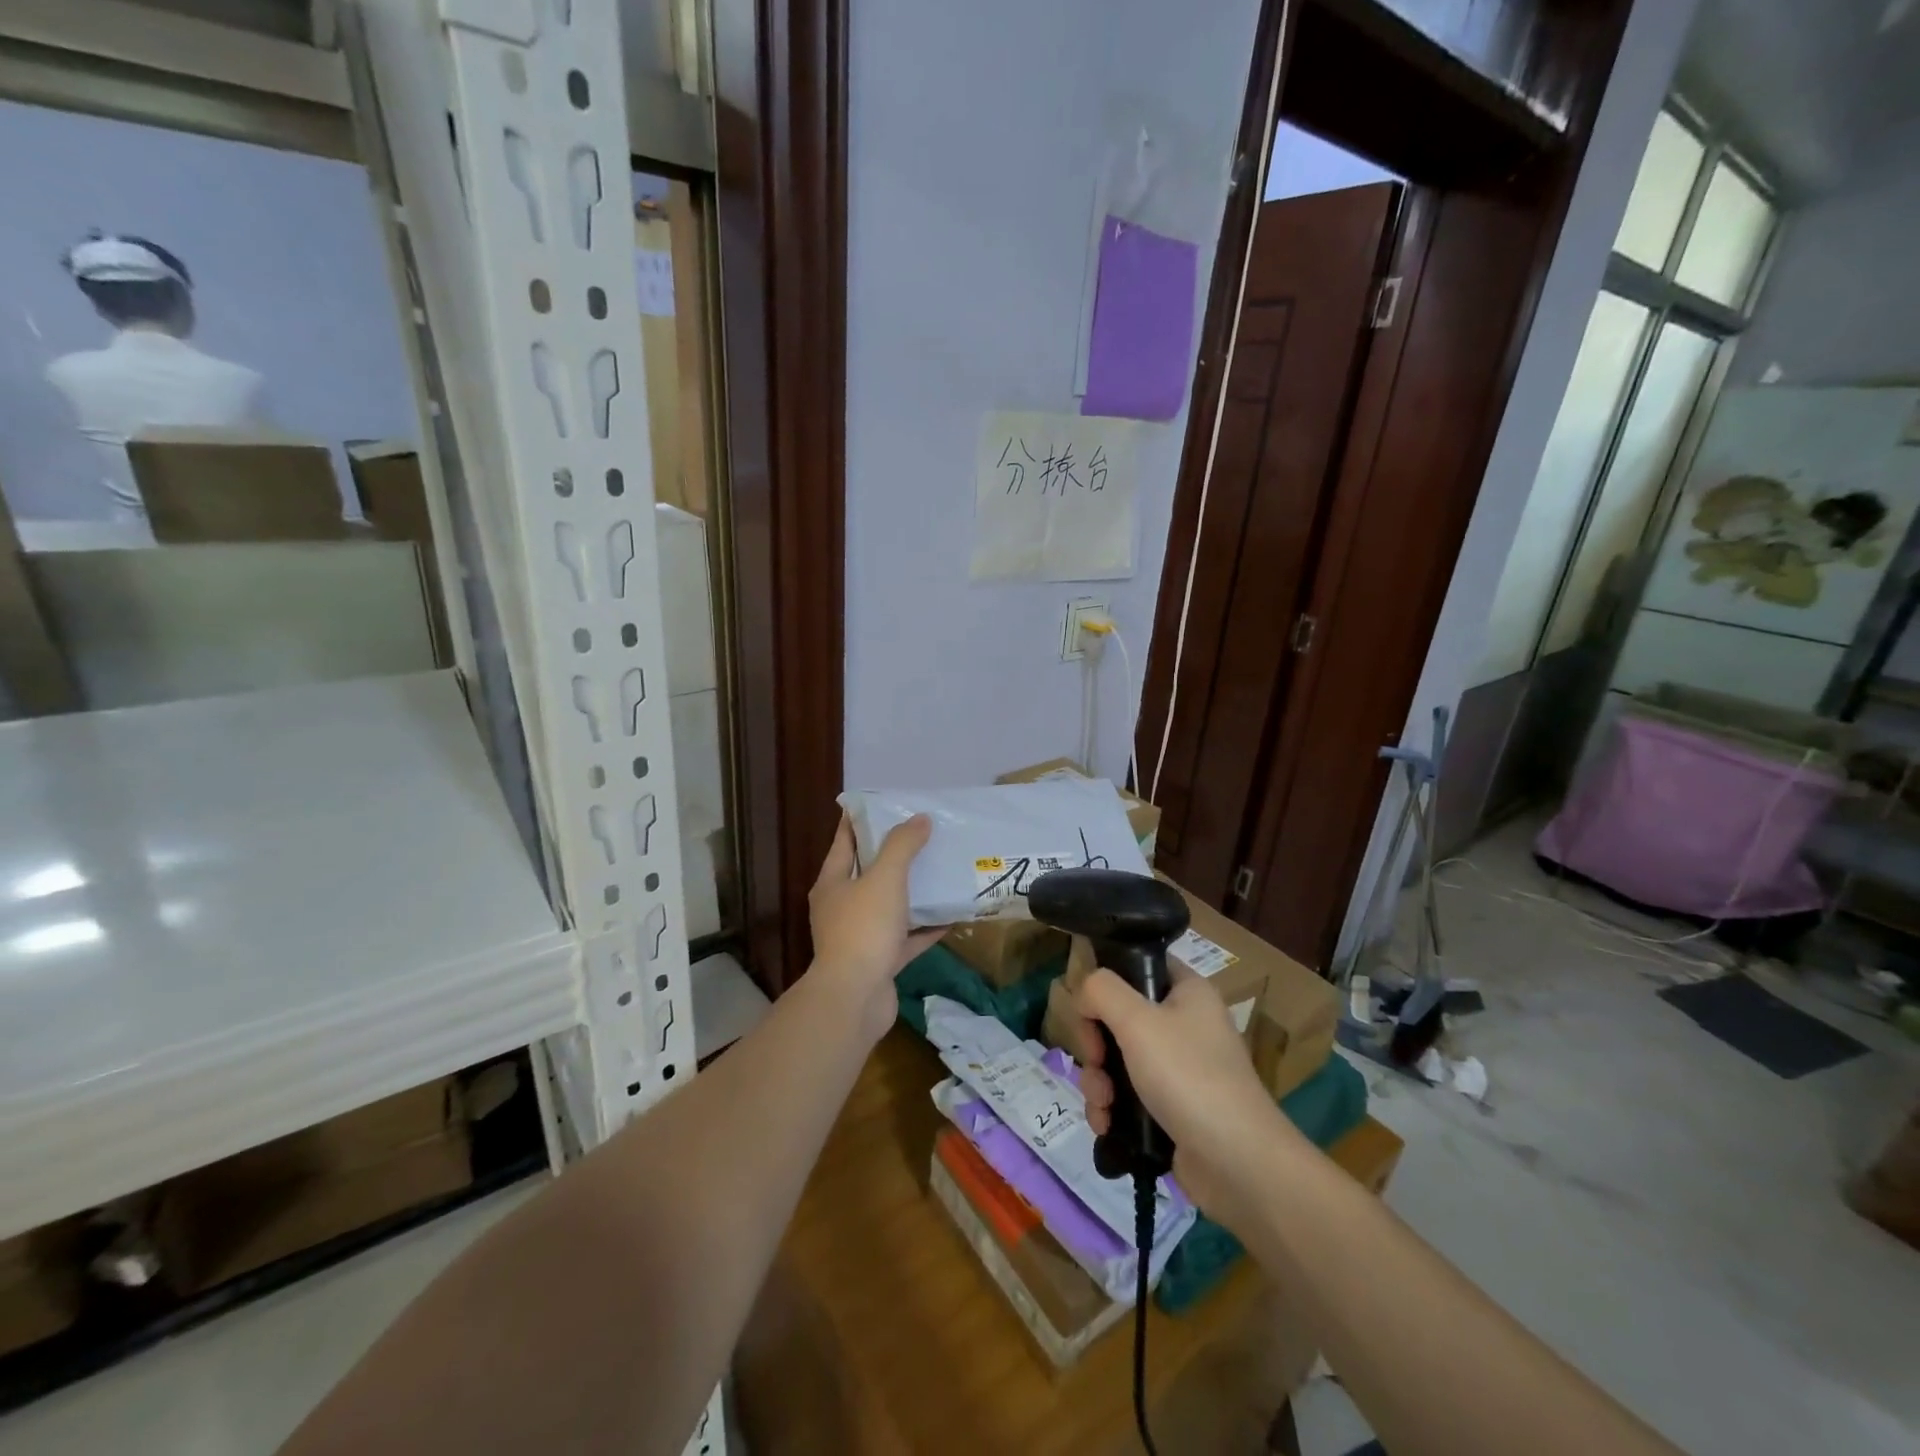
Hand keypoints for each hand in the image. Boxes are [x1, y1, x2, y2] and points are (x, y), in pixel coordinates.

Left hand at [808, 813, 943, 1042]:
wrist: (855, 999)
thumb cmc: (863, 929)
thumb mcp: (884, 878)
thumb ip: (902, 846)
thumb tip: (919, 819)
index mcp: (833, 883)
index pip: (844, 841)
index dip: (861, 821)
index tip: (884, 804)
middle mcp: (841, 908)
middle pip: (868, 873)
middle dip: (893, 855)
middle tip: (922, 835)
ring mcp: (860, 937)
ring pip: (889, 907)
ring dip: (911, 892)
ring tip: (939, 871)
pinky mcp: (879, 962)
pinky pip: (905, 939)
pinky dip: (925, 929)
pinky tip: (950, 917)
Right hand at [1071, 963, 1304, 1228]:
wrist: (1238, 1164)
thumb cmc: (1189, 1077)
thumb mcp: (1137, 1020)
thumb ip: (1101, 991)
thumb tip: (1085, 995)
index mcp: (1188, 991)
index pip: (1139, 966)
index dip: (1108, 983)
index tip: (1090, 1010)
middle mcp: (1185, 1024)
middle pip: (1119, 1017)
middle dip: (1096, 1045)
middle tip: (1094, 1062)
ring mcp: (1179, 1069)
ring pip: (1118, 1060)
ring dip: (1098, 1081)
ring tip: (1101, 1104)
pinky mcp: (1172, 1108)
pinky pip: (1128, 1096)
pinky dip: (1111, 1108)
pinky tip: (1105, 1125)